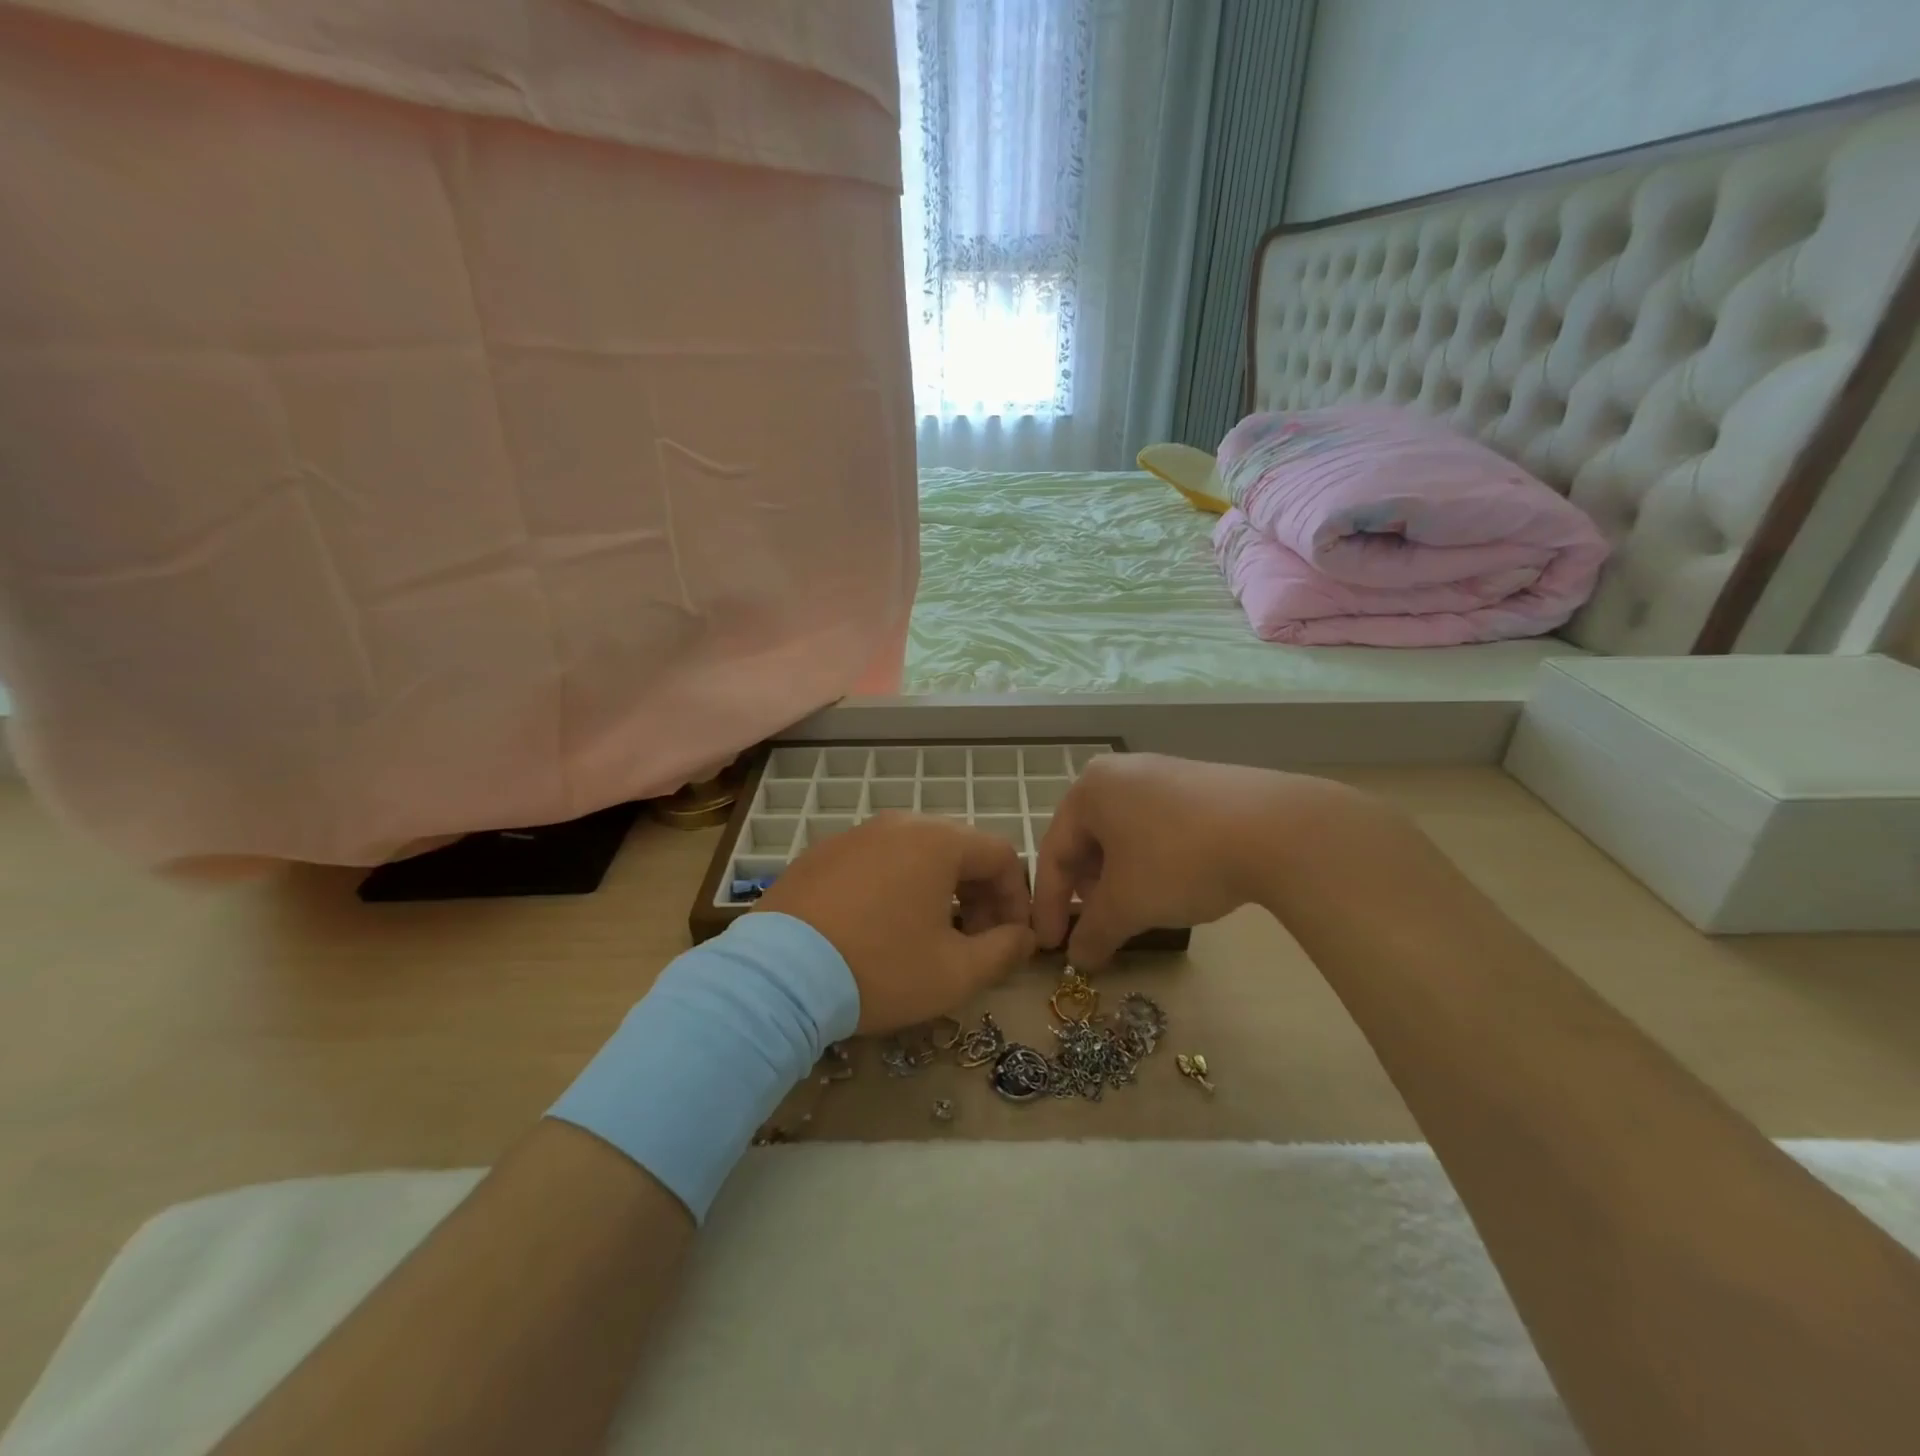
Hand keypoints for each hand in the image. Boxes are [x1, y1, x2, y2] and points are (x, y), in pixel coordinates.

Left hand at [754, 814, 1035, 1033]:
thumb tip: (1024, 937)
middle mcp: (898, 823)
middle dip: (978, 895)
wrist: (778, 975)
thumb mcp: (955, 972)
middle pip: (958, 850)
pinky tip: (877, 929)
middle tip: (973, 941)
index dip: (1016, 898)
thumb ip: (1004, 950)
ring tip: (926, 936)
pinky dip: (893, 888)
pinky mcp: (820, 853)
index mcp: (938, 841)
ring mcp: (854, 834)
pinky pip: (875, 862)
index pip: (1001, 854)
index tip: (1010, 940)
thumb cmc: (880, 968)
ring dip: (936, 891)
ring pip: (915, 854)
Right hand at [1032, 754, 1377, 966]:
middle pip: (1088, 841)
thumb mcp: (1128, 904)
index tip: (1050, 947)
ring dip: (1119, 879)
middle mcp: (1120, 772)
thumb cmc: (1179, 859)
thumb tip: (1078, 959)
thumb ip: (1094, 933)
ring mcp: (1163, 773)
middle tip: (1097, 928)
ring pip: (1124, 834)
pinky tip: (1173, 885)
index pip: (1054, 853)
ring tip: (1135, 910)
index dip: (1049, 905)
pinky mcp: (1200, 784)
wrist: (1277, 829)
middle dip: (1087, 890)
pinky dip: (1152, 861)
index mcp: (1089, 789)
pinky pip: (1157, 826)